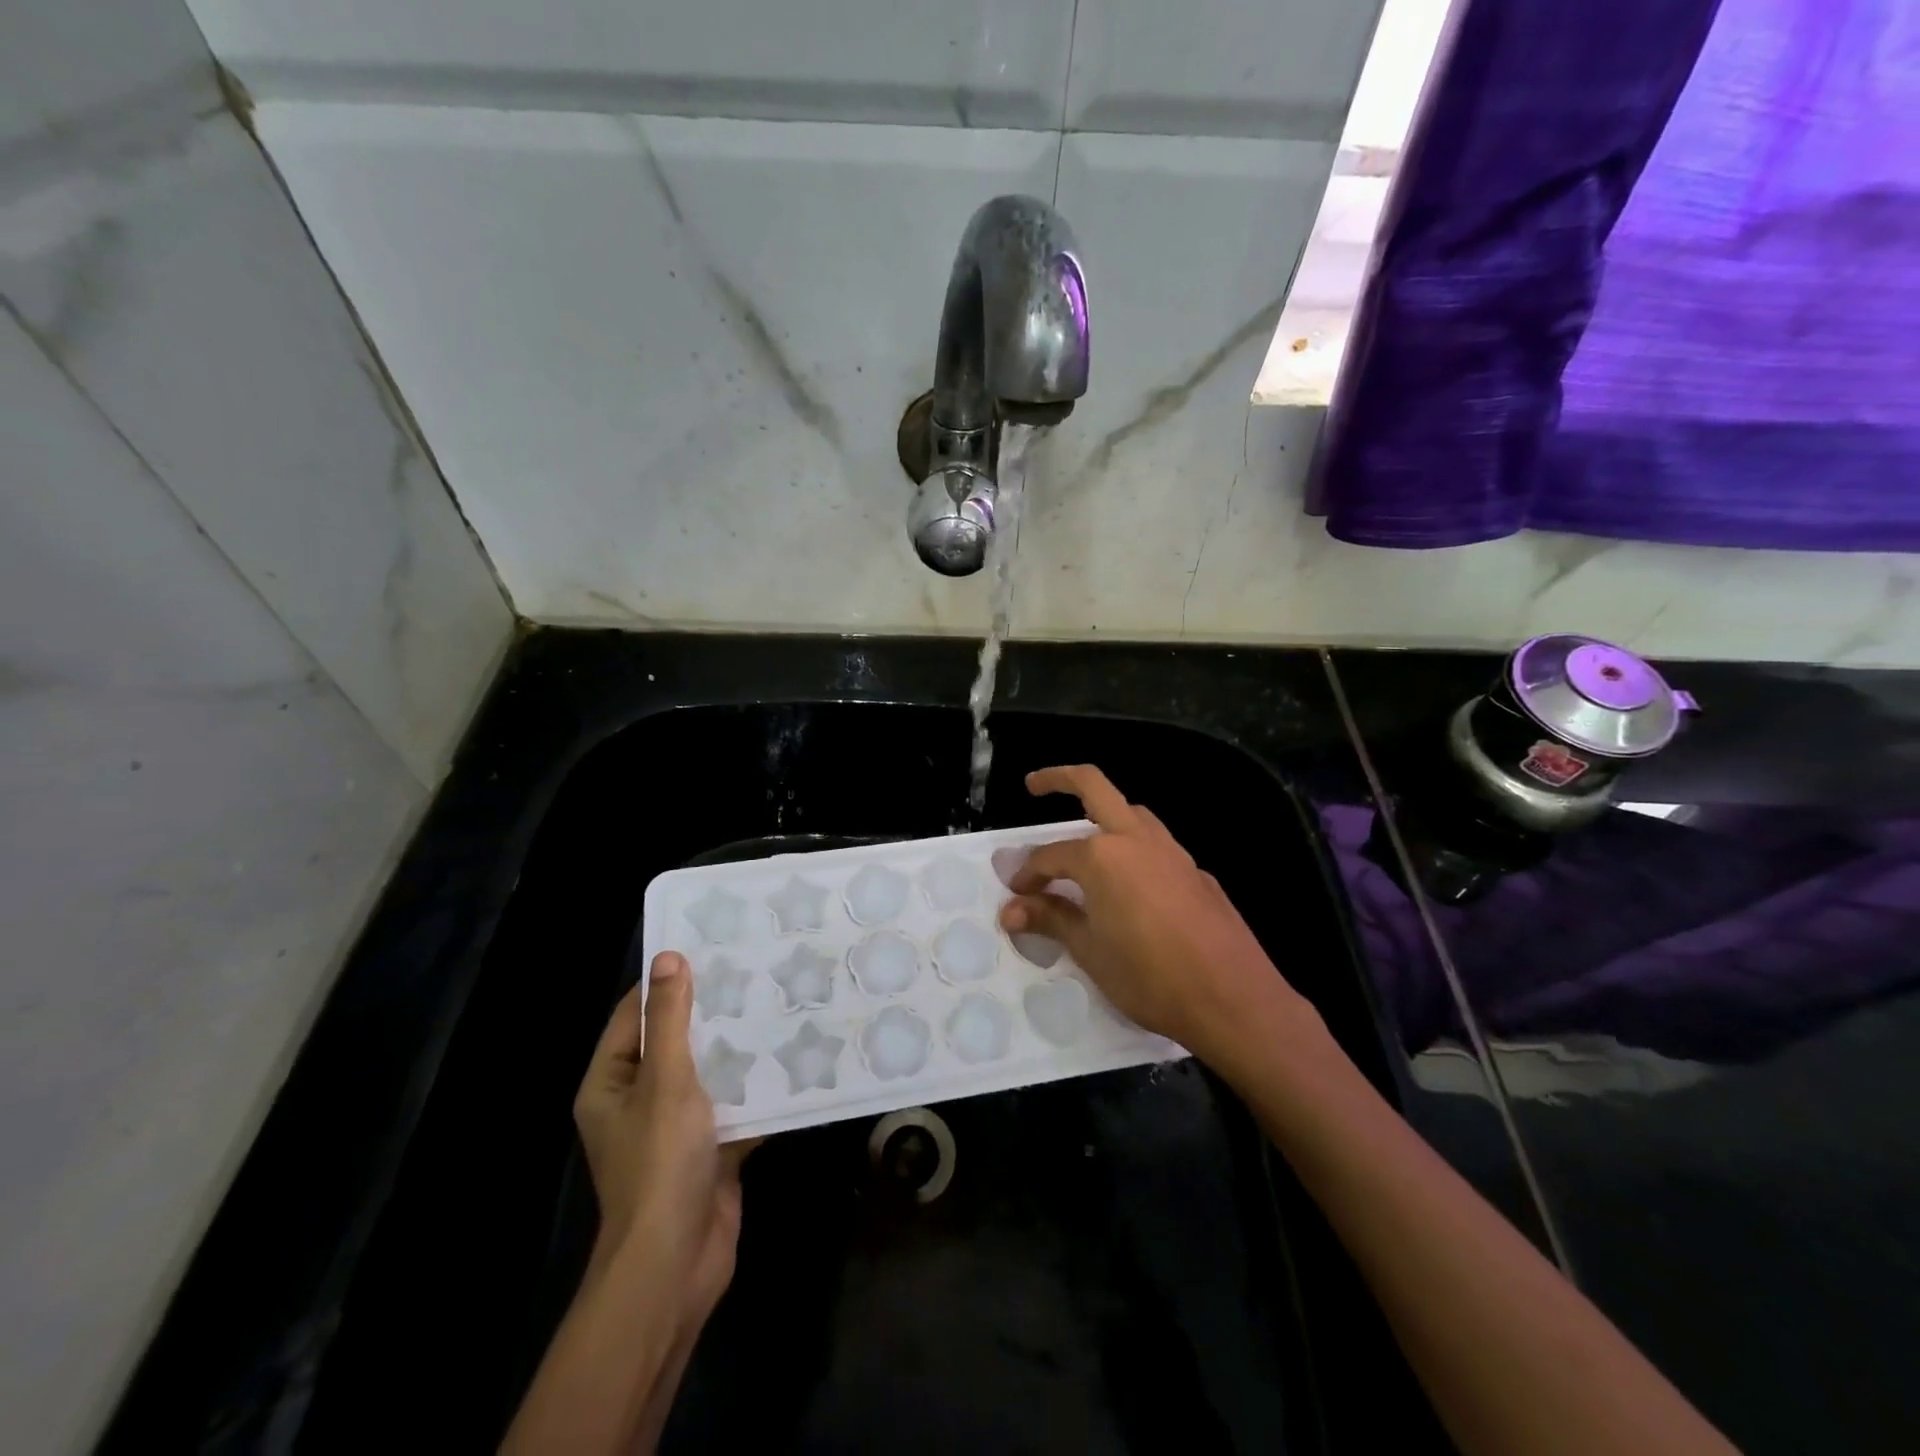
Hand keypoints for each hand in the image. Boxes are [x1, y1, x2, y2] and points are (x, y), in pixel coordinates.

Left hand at [573, 953, 751, 1332]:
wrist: (676, 1262)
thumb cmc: (659, 1163)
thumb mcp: (665, 1081)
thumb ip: (671, 1020)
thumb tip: (668, 957)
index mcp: (612, 1082)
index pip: (637, 1014)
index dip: (668, 980)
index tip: (710, 946)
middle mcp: (639, 1099)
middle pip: (677, 1040)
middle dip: (713, 1010)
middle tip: (755, 968)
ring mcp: (676, 1126)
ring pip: (709, 1071)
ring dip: (739, 1046)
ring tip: (778, 1001)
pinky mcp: (710, 1146)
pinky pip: (734, 1103)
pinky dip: (757, 1085)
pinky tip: (793, 1056)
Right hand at [997, 765, 1310, 1061]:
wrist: (1233, 999)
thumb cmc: (1150, 977)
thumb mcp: (1090, 950)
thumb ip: (1051, 919)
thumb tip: (1011, 910)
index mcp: (1102, 857)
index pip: (1051, 856)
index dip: (1028, 874)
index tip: (1016, 896)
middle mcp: (1136, 840)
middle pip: (1094, 786)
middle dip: (1060, 778)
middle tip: (1034, 785)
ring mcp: (1172, 852)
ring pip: (1132, 812)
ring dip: (1104, 814)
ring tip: (1086, 844)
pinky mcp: (1197, 872)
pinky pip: (1157, 846)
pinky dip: (1134, 849)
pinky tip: (1132, 886)